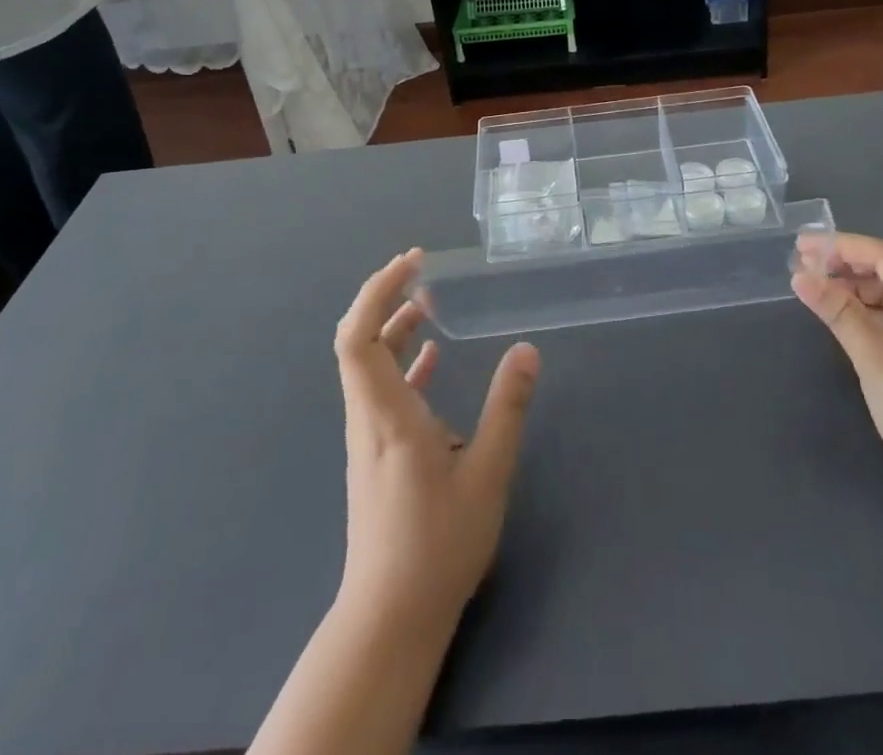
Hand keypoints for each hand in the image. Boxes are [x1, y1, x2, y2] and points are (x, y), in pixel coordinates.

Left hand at [334, 251, 540, 631]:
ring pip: (367, 364)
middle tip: (419, 268)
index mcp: (386, 413)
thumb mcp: (487, 474)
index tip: (413, 263)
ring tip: (429, 302)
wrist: (389, 619)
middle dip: (383, 295)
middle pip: (356, 340)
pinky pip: (382, 390)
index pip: (358, 335)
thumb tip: (526, 350)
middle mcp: (367, 417)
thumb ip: (507, 408)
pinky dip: (402, 362)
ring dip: (392, 326)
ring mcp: (368, 436)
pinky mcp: (377, 453)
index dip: (378, 290)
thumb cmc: (437, 545)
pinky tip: (430, 358)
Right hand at [791, 233, 882, 521]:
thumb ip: (840, 313)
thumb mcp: (878, 362)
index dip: (842, 246)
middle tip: (801, 268)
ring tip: (814, 291)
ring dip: (854, 290)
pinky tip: (841, 318)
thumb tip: (800, 275)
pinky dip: (867, 315)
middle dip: (845, 266)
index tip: (800, 245)